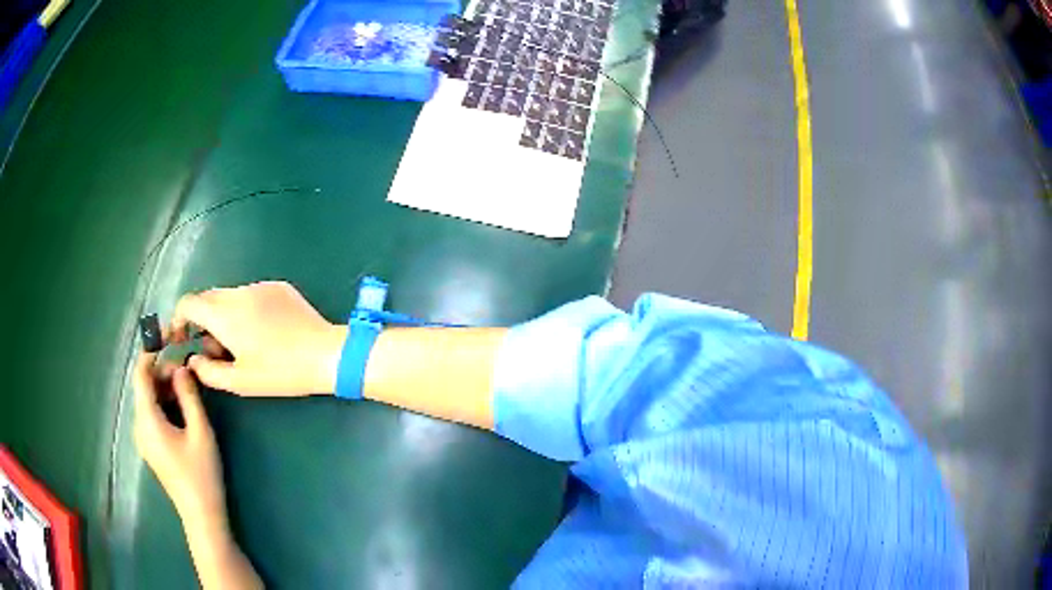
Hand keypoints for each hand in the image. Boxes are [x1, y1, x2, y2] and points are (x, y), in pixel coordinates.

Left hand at [133, 353, 264, 589]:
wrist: (201, 514)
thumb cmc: (201, 474)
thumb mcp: (200, 432)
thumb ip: (189, 396)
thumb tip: (181, 368)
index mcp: (147, 419)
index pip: (141, 374)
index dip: (151, 351)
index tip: (168, 337)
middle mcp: (139, 425)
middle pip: (144, 385)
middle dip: (161, 368)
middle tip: (185, 360)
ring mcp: (143, 437)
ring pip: (148, 399)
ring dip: (164, 385)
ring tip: (186, 379)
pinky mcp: (151, 445)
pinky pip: (152, 413)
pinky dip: (164, 401)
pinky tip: (181, 403)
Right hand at [169, 281, 346, 395]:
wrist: (325, 354)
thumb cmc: (280, 371)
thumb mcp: (240, 381)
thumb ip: (209, 371)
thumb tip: (193, 359)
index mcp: (224, 314)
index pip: (188, 303)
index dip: (178, 319)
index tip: (180, 338)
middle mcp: (239, 292)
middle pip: (207, 298)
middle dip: (201, 321)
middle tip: (214, 350)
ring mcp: (260, 286)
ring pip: (229, 296)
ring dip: (223, 316)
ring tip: (240, 345)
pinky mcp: (279, 287)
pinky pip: (251, 294)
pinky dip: (244, 310)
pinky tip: (262, 332)